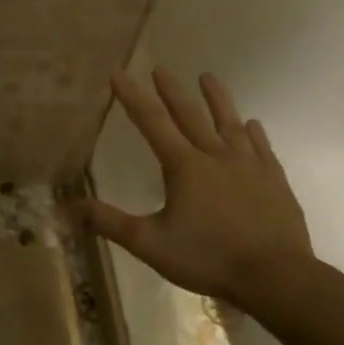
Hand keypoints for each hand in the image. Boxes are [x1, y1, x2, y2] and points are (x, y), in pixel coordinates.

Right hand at [81, 68, 315, 317]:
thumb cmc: (209, 258)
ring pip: (230, 123)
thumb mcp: (150, 244)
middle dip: (171, 90)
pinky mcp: (274, 181)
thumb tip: (67, 208)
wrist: (276, 276)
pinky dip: (253, 133)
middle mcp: (216, 156)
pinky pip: (261, 148)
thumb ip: (109, 223)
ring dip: (217, 99)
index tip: (118, 73)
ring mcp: (249, 166)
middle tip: (160, 68)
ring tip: (208, 77)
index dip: (132, 97)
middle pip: (190, 115)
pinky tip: (252, 125)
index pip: (152, 122)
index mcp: (184, 167)